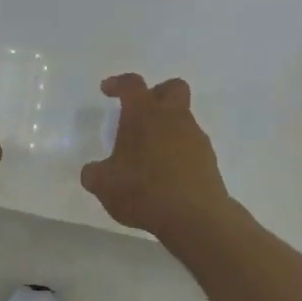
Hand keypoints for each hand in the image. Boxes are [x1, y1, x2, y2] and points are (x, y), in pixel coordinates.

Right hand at [80, 74, 235, 242]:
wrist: (194, 216)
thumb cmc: (143, 191)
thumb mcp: (105, 185)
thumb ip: (95, 174)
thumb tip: (93, 171)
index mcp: (144, 114)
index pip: (132, 84)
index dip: (118, 83)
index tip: (107, 90)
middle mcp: (173, 118)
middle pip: (172, 88)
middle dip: (156, 94)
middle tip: (140, 113)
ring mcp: (195, 137)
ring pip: (183, 119)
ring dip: (167, 128)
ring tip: (150, 155)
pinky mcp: (208, 159)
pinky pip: (191, 145)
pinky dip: (178, 152)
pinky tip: (166, 174)